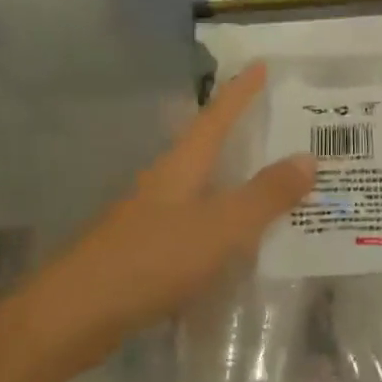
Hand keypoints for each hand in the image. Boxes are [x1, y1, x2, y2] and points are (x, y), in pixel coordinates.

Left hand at [14, 64, 314, 379]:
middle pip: (206, 147)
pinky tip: (235, 242)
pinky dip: (220, 223)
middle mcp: (164, 183)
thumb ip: (266, 195)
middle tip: (277, 123)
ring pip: (200, 187)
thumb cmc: (151, 260)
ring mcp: (149, 218)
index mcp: (181, 167)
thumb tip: (309, 157)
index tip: (261, 64)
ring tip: (269, 183)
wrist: (71, 318)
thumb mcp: (220, 227)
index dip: (240, 91)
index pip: (217, 117)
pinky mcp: (142, 251)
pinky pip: (194, 224)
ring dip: (232, 181)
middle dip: (239, 133)